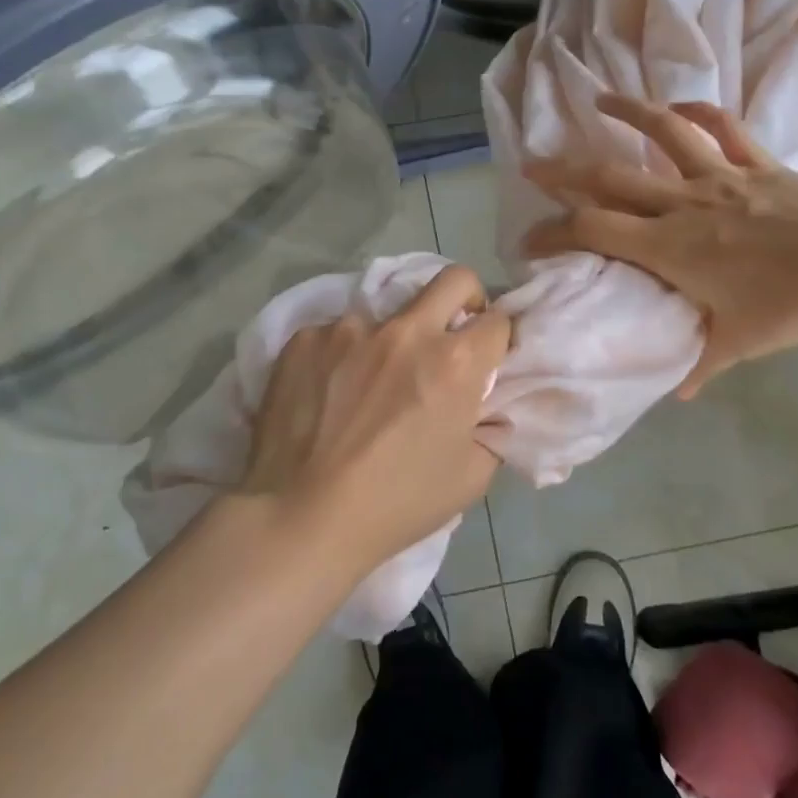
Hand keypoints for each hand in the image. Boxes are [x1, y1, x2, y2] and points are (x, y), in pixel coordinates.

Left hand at [241, 265, 511, 572]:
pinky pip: (336, 334)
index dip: (498, 339)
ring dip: (392, 339)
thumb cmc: (395, 504)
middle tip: (451, 334)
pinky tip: (327, 393)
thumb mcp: (470, 477)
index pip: (497, 321)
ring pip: (388, 313)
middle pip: (454, 279)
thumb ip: (491, 426)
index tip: (487, 357)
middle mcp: (406, 331)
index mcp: (454, 362)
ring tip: (369, 384)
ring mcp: (350, 328)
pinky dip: (343, 355)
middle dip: (466, 298)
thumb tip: (487, 402)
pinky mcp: (305, 337)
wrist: (299, 517)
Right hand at [523, 95, 797, 396]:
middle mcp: (683, 203)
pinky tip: (678, 104)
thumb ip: (702, 363)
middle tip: (532, 165)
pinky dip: (698, 110)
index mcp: (670, 247)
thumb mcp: (741, 343)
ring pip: (663, 134)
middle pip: (610, 178)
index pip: (593, 231)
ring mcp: (720, 176)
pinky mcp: (757, 163)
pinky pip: (722, 127)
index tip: (527, 242)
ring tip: (600, 99)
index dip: (552, 233)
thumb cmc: (796, 304)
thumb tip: (680, 392)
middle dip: (563, 171)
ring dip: (627, 113)